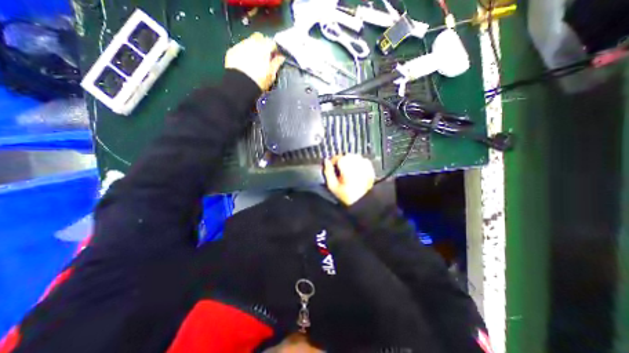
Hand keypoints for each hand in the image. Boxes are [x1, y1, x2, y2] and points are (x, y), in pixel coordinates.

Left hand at [223, 32, 285, 90]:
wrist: (241, 86)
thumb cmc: (259, 81)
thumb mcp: (272, 74)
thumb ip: (277, 63)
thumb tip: (281, 58)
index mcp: (264, 48)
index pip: (272, 43)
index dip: (275, 50)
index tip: (276, 57)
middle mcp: (252, 43)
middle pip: (260, 38)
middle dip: (263, 45)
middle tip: (265, 57)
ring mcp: (240, 46)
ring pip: (249, 42)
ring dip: (253, 49)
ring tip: (255, 62)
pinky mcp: (232, 51)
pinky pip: (240, 49)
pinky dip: (244, 53)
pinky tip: (246, 63)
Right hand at [324, 154, 371, 206]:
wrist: (364, 202)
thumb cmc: (349, 196)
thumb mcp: (332, 186)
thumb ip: (327, 171)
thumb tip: (325, 162)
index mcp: (346, 163)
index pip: (336, 157)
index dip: (332, 164)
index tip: (332, 171)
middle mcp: (356, 161)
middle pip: (345, 157)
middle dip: (341, 164)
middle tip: (340, 175)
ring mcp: (364, 163)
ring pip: (353, 158)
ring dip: (349, 165)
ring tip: (348, 176)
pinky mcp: (369, 167)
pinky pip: (361, 162)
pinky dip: (357, 166)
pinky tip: (356, 175)